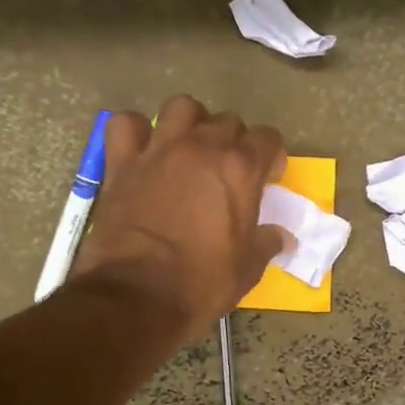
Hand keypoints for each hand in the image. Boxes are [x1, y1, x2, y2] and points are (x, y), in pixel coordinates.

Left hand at [71, 96, 289, 340]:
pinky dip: (136, 131)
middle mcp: (202, 147)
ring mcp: (159, 150)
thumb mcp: (248, 268)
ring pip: (182, 107)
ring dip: (191, 122)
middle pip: (228, 121)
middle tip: (230, 172)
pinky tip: (144, 150)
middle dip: (235, 141)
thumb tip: (282, 236)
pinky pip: (126, 124)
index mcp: (240, 169)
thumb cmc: (201, 283)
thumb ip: (267, 242)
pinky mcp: (122, 163)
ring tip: (191, 149)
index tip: (268, 179)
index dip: (272, 157)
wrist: (138, 296)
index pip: (268, 138)